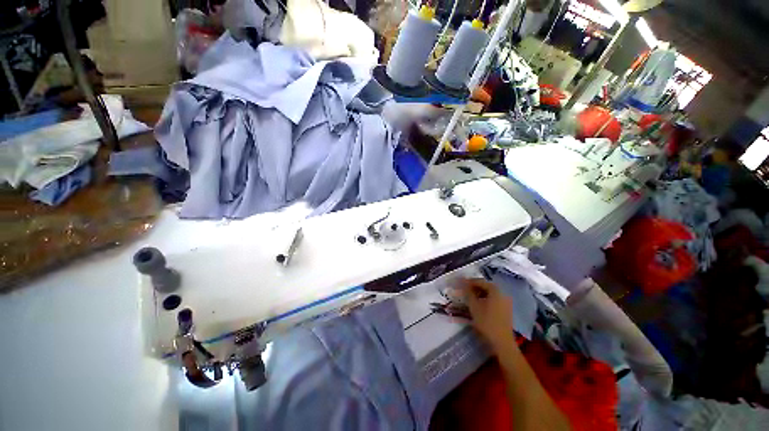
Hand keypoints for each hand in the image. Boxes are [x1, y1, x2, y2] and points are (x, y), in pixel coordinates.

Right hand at [460, 278, 514, 349]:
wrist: (502, 342)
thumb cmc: (487, 322)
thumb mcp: (474, 306)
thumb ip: (468, 292)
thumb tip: (462, 283)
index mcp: (495, 290)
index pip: (480, 281)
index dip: (469, 281)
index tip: (460, 284)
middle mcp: (502, 293)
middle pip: (486, 286)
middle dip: (474, 287)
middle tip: (464, 291)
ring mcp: (506, 301)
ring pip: (490, 293)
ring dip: (479, 293)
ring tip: (470, 298)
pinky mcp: (506, 309)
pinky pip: (494, 299)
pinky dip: (485, 299)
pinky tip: (479, 305)